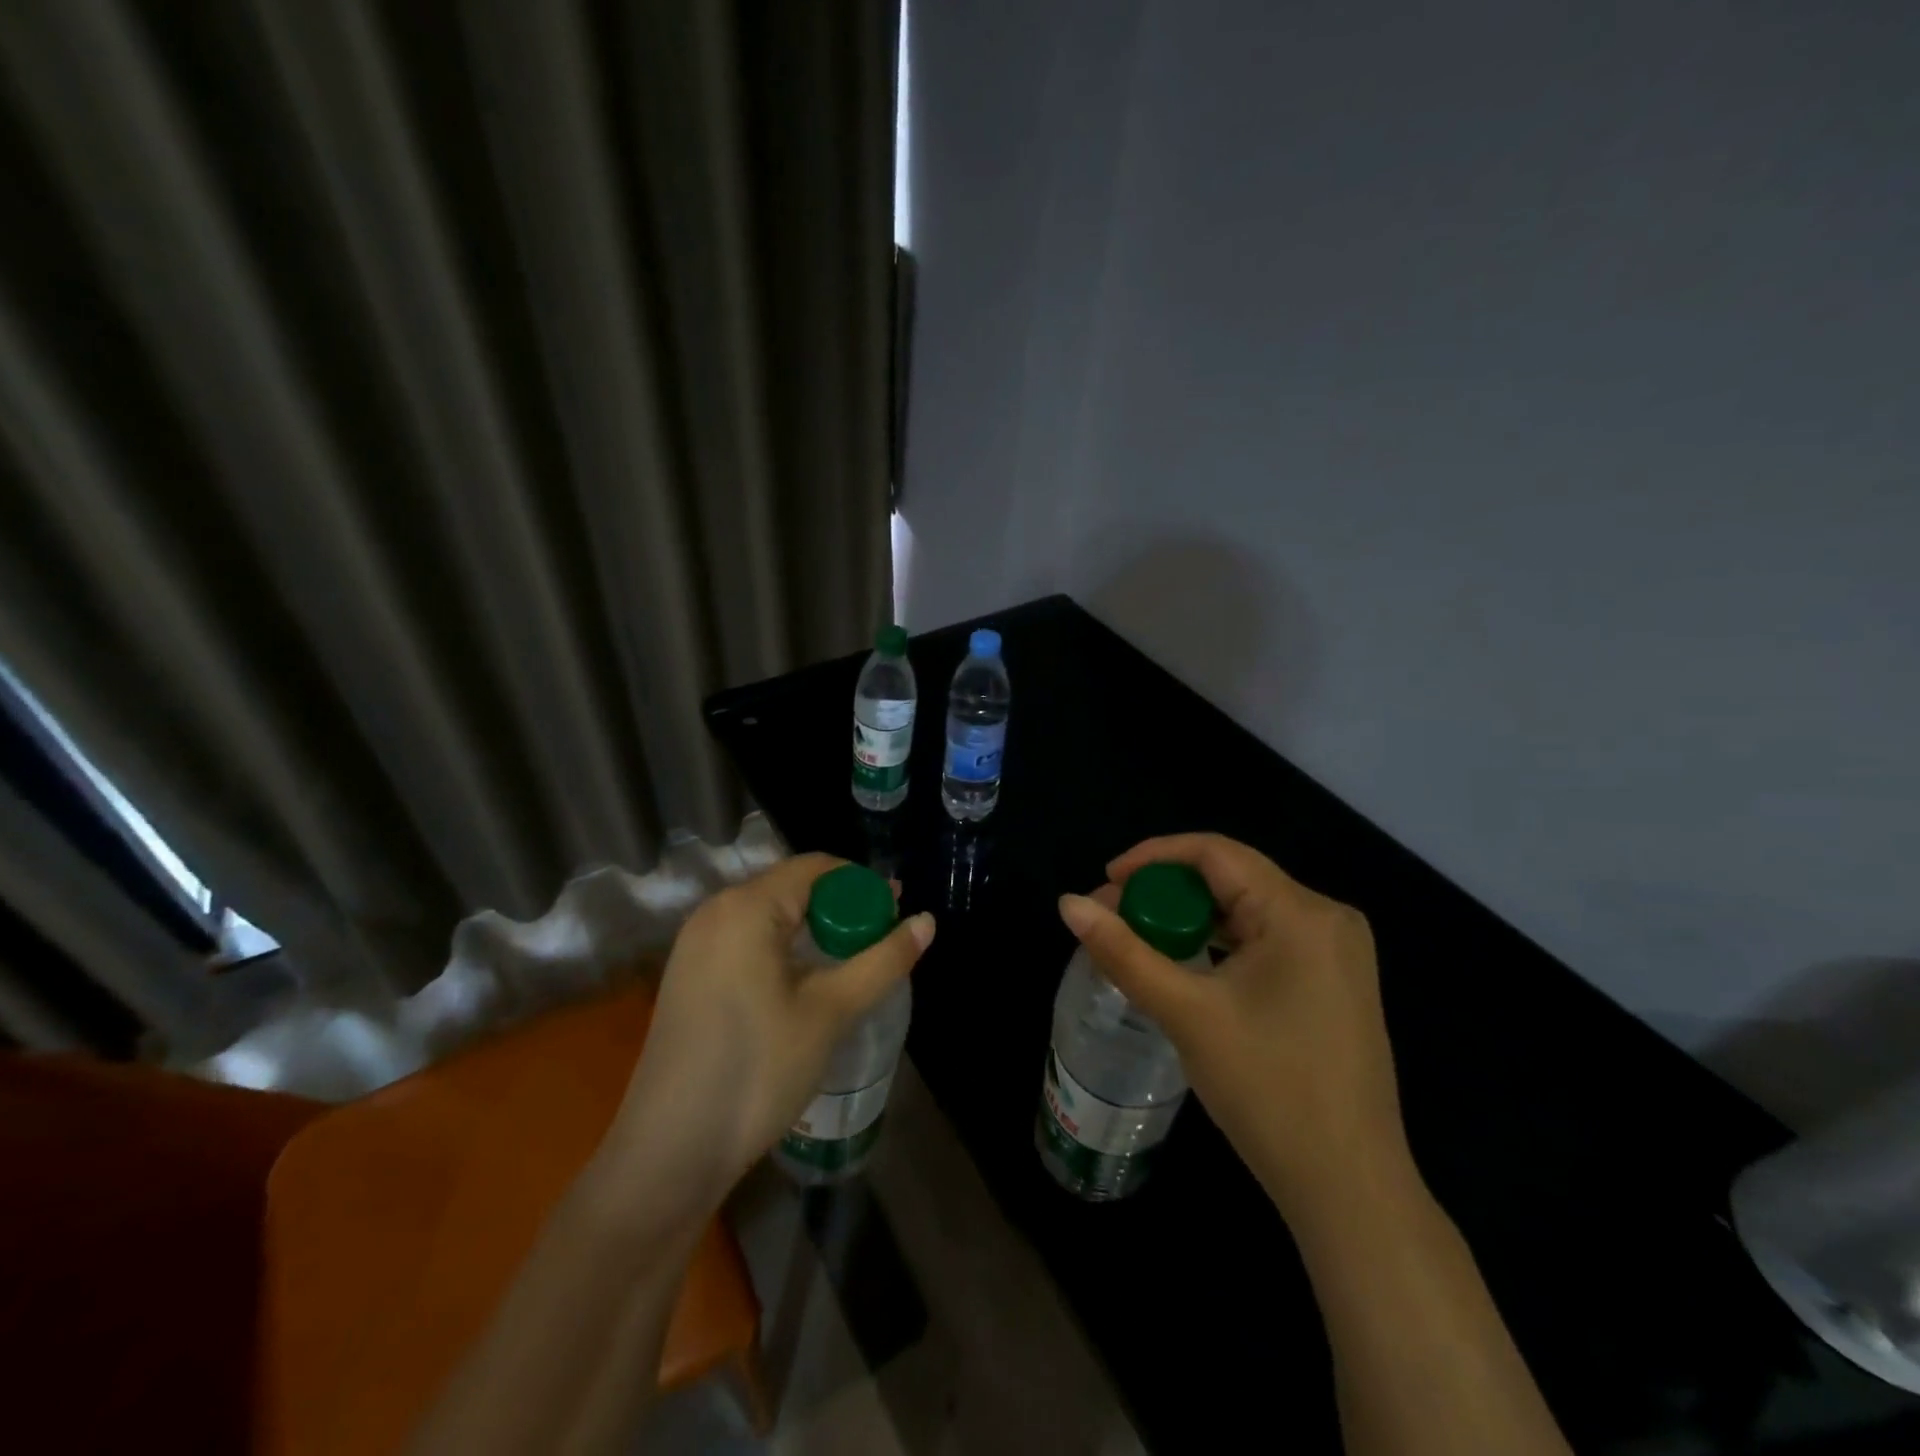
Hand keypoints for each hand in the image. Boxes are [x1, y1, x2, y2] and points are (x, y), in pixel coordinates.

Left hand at [604, 854, 934, 1203]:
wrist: (669, 1152)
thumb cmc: (757, 1070)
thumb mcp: (830, 1012)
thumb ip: (882, 960)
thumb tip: (927, 921)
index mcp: (745, 907)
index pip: (816, 868)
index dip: (862, 884)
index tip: (897, 912)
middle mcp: (714, 912)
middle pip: (792, 888)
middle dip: (841, 907)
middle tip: (882, 938)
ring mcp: (695, 945)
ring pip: (770, 916)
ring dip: (815, 930)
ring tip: (854, 960)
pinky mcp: (689, 975)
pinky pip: (748, 940)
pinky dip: (785, 948)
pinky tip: (808, 981)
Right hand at [1058, 833, 1409, 1218]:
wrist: (1350, 1190)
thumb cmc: (1268, 1091)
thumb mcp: (1186, 1014)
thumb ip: (1123, 952)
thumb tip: (1067, 903)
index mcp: (1301, 913)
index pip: (1215, 852)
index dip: (1153, 857)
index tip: (1106, 881)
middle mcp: (1327, 917)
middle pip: (1231, 877)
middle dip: (1167, 891)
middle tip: (1115, 915)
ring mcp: (1337, 952)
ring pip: (1247, 909)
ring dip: (1192, 918)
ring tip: (1140, 938)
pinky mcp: (1335, 981)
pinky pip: (1266, 938)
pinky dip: (1221, 942)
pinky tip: (1188, 963)